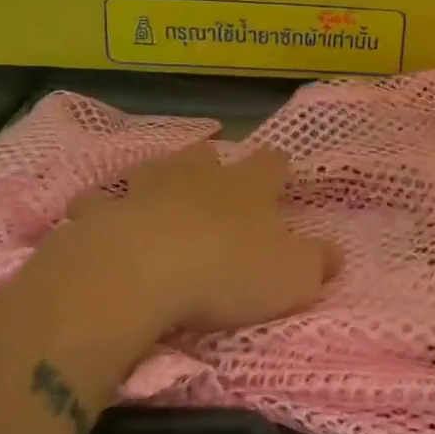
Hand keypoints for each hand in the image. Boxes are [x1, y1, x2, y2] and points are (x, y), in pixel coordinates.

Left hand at [3, 143, 340, 368]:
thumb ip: (317, 263)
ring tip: (158, 194)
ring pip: (154, 170)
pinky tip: (98, 219)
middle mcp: (198, 177)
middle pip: (208, 156)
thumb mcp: (292, 277)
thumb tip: (336, 253)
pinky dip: (101, 208)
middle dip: (212, 164)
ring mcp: (146, 189)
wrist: (141, 272)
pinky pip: (99, 202)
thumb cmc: (227, 272)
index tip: (282, 172)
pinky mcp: (102, 212)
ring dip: (158, 178)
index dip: (278, 167)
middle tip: (214, 180)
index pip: (271, 164)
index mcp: (248, 187)